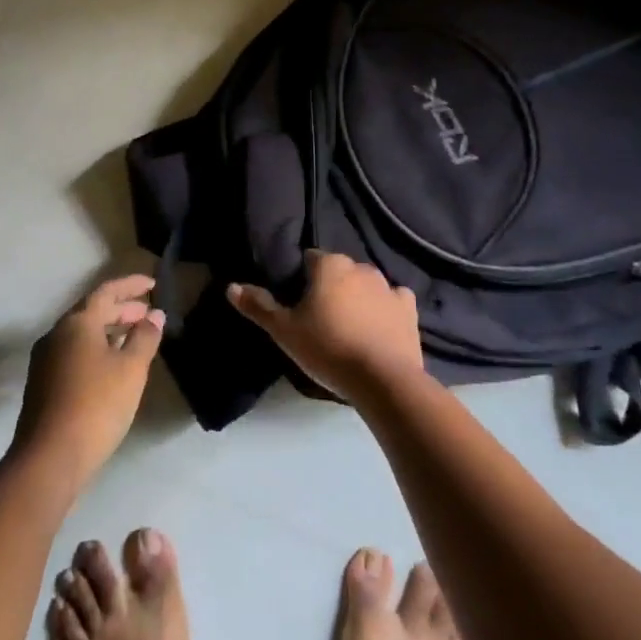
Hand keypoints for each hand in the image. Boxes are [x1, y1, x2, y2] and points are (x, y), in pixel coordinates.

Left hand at [11, 274, 164, 489]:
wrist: (48, 459)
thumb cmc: (96, 406)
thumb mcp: (131, 369)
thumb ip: (145, 338)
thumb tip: (154, 315)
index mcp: (77, 323)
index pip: (106, 291)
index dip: (131, 285)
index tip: (153, 284)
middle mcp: (56, 334)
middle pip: (92, 311)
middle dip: (122, 309)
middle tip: (148, 314)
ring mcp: (45, 359)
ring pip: (82, 334)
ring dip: (109, 331)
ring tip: (135, 338)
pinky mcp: (42, 384)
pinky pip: (74, 353)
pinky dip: (96, 349)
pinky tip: (112, 367)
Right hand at [228, 250, 426, 402]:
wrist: (383, 380)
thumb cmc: (328, 348)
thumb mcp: (284, 331)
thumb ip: (258, 306)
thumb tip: (231, 286)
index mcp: (329, 265)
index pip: (309, 259)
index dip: (300, 279)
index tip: (297, 303)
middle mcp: (360, 266)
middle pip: (338, 271)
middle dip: (330, 287)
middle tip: (320, 319)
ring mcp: (388, 286)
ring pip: (365, 285)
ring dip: (357, 297)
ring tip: (349, 328)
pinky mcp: (409, 308)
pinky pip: (393, 301)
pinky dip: (385, 309)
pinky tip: (379, 328)